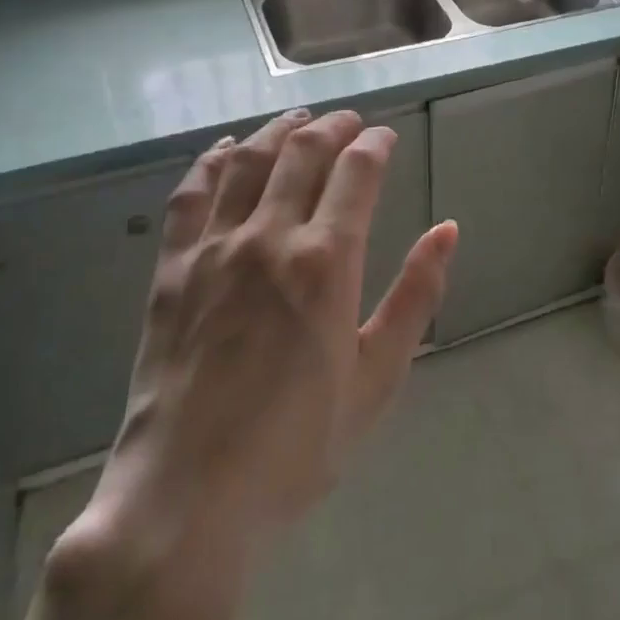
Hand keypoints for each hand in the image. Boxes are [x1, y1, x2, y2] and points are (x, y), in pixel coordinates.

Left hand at [57, 108, 458, 609]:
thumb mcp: (378, 378)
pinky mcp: (171, 269)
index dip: (374, 144)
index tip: (384, 137)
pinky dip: (213, 161)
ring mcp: (213, 249)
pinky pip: (191, 194)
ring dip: (279, 131)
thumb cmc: (298, 448)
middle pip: (303, 153)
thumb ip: (415, 296)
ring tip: (299, 120)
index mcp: (327, 262)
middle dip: (333, 127)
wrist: (188, 500)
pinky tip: (228, 149)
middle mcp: (269, 238)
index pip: (356, 172)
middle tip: (349, 121)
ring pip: (249, 161)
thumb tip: (447, 229)